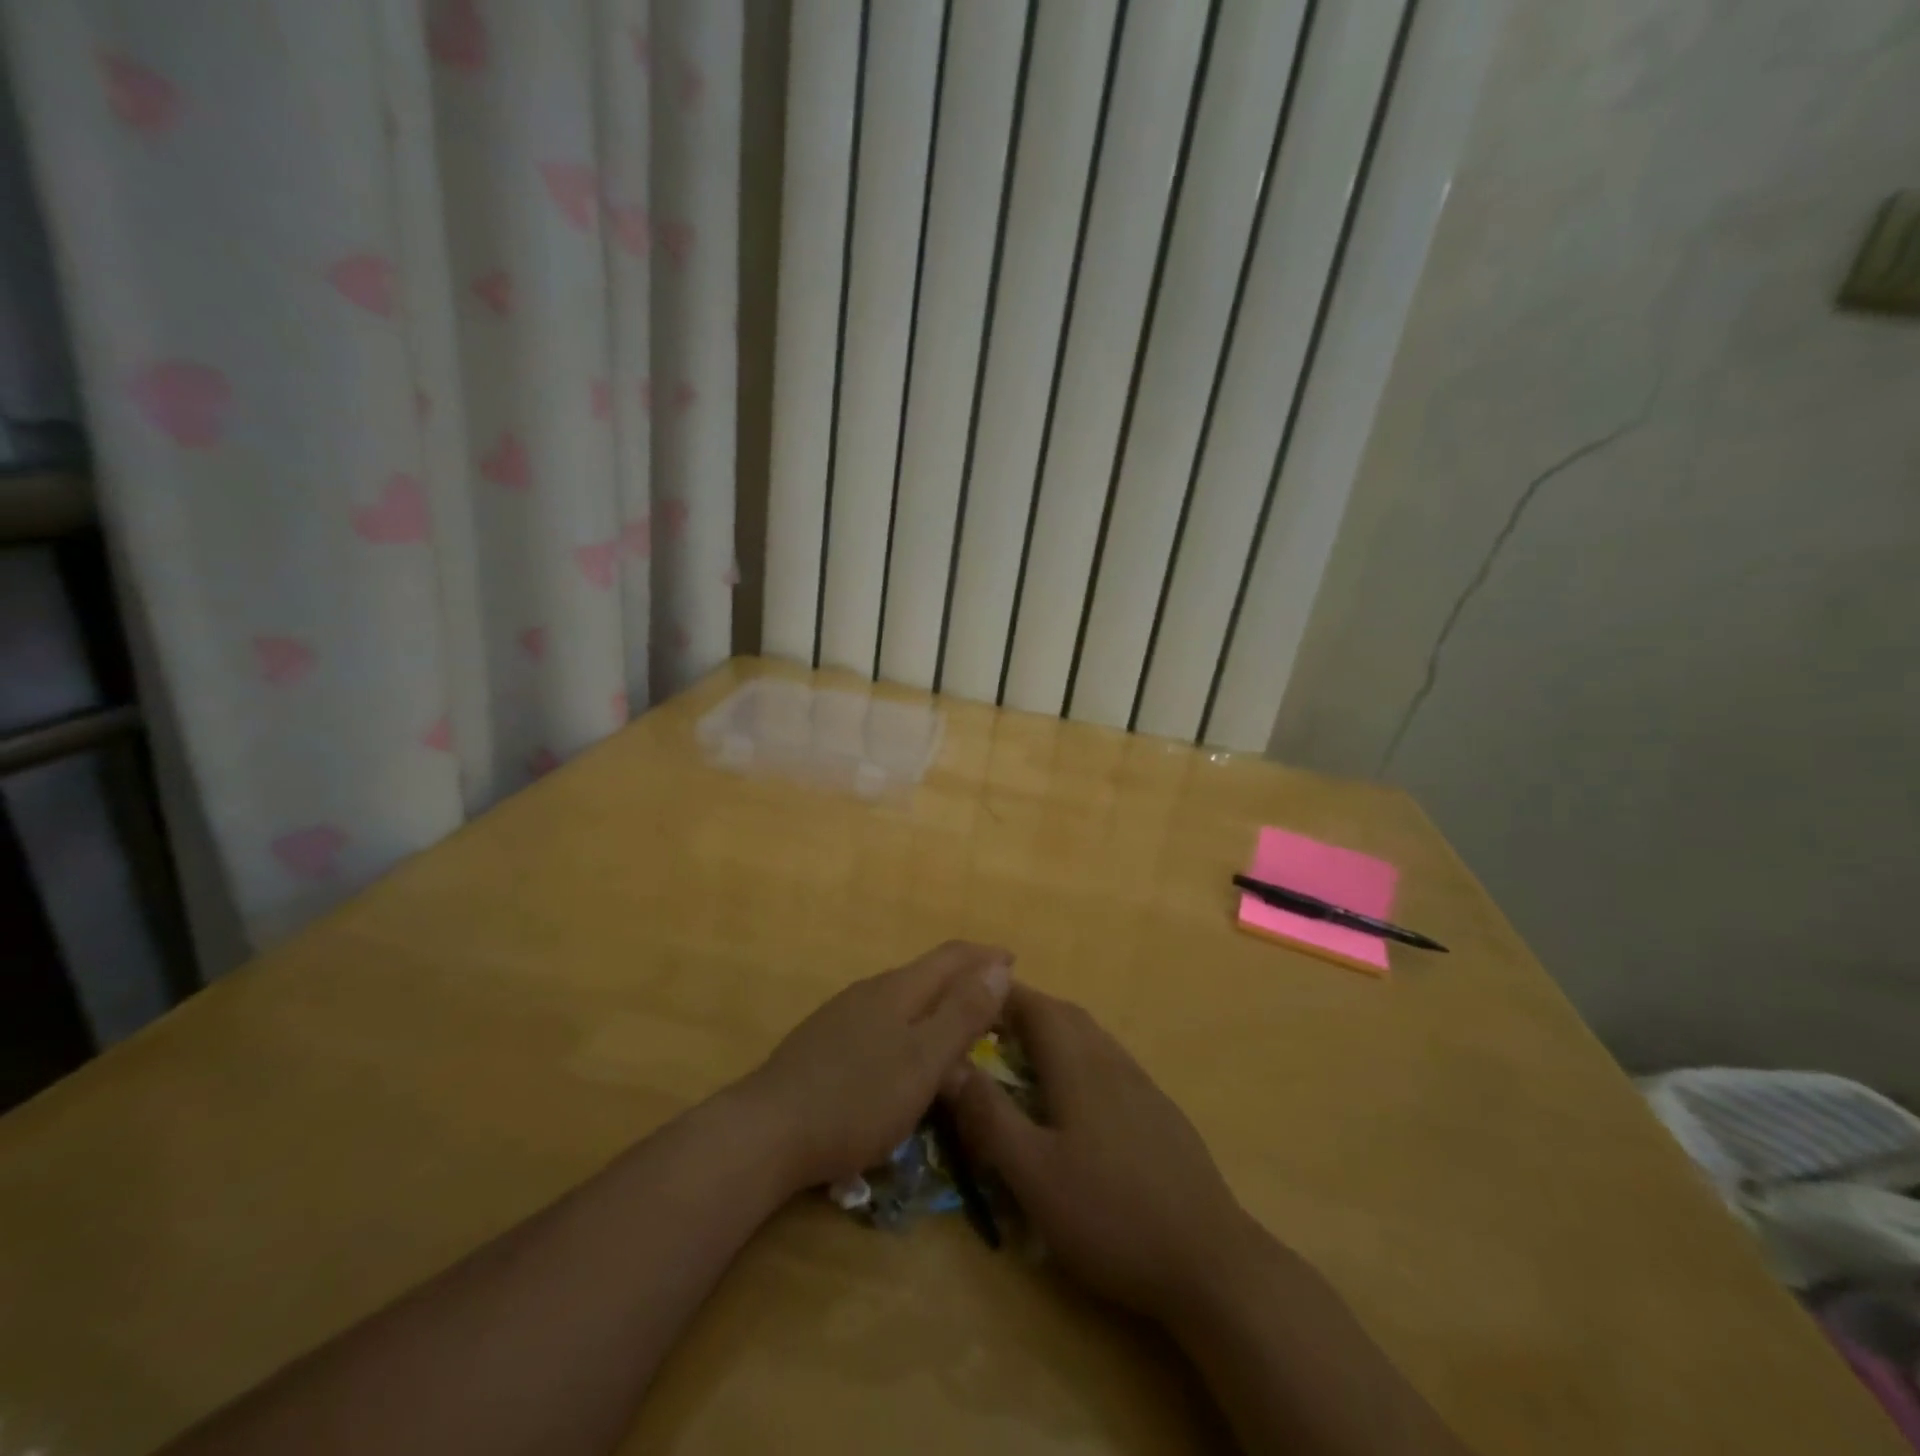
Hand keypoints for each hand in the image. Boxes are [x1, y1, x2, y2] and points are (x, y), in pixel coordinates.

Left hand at [742, 941, 1011, 1191]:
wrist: (767, 1132)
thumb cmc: (858, 1097)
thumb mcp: (924, 1059)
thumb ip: (963, 1012)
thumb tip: (999, 965)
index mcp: (899, 989)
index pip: (952, 956)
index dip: (986, 957)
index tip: (1016, 963)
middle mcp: (871, 991)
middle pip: (928, 975)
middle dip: (965, 983)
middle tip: (997, 1006)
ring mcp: (844, 1016)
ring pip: (904, 1001)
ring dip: (938, 1008)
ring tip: (960, 1034)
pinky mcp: (826, 1044)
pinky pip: (883, 1024)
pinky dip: (912, 1030)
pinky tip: (908, 1060)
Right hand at [943, 985, 1267, 1322]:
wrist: (1210, 1262)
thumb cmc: (1110, 1215)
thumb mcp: (1034, 1174)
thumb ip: (989, 1116)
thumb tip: (949, 1064)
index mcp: (1079, 1066)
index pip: (1037, 1006)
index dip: (1002, 996)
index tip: (969, 999)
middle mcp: (1112, 1061)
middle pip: (1065, 1015)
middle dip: (1024, 1011)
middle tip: (987, 1028)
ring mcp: (1142, 1086)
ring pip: (1090, 1038)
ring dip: (1053, 1033)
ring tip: (1022, 1056)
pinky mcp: (1160, 1112)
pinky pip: (1109, 1063)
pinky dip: (1079, 1059)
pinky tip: (1074, 1099)